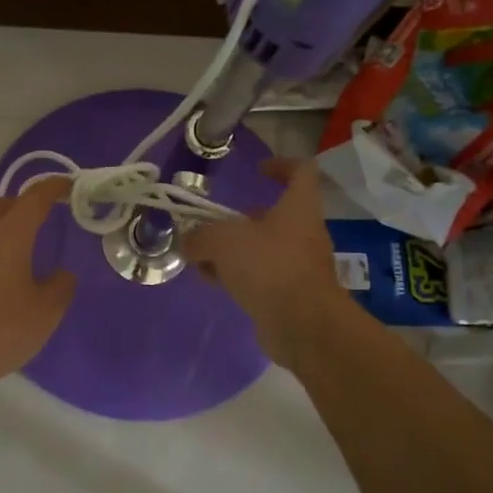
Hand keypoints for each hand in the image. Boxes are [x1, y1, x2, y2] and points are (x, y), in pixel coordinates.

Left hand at [0, 177, 77, 401]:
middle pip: (2, 203)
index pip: (34, 198)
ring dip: (4, 224)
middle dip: (25, 203)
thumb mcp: (44, 314)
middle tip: (46, 216)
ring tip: (25, 244)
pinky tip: (2, 272)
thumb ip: (60, 288)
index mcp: (8, 236)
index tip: (69, 186)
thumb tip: (62, 274)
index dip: (53, 187)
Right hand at [183, 159, 350, 368]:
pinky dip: (238, 277)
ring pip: (262, 249)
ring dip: (233, 252)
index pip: (302, 172)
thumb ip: (200, 236)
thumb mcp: (224, 241)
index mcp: (298, 208)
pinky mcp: (290, 294)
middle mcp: (303, 233)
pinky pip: (260, 277)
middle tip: (211, 225)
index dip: (281, 164)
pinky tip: (213, 283)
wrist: (304, 327)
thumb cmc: (270, 267)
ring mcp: (298, 266)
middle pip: (273, 215)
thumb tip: (188, 242)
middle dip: (240, 219)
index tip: (256, 170)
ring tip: (202, 259)